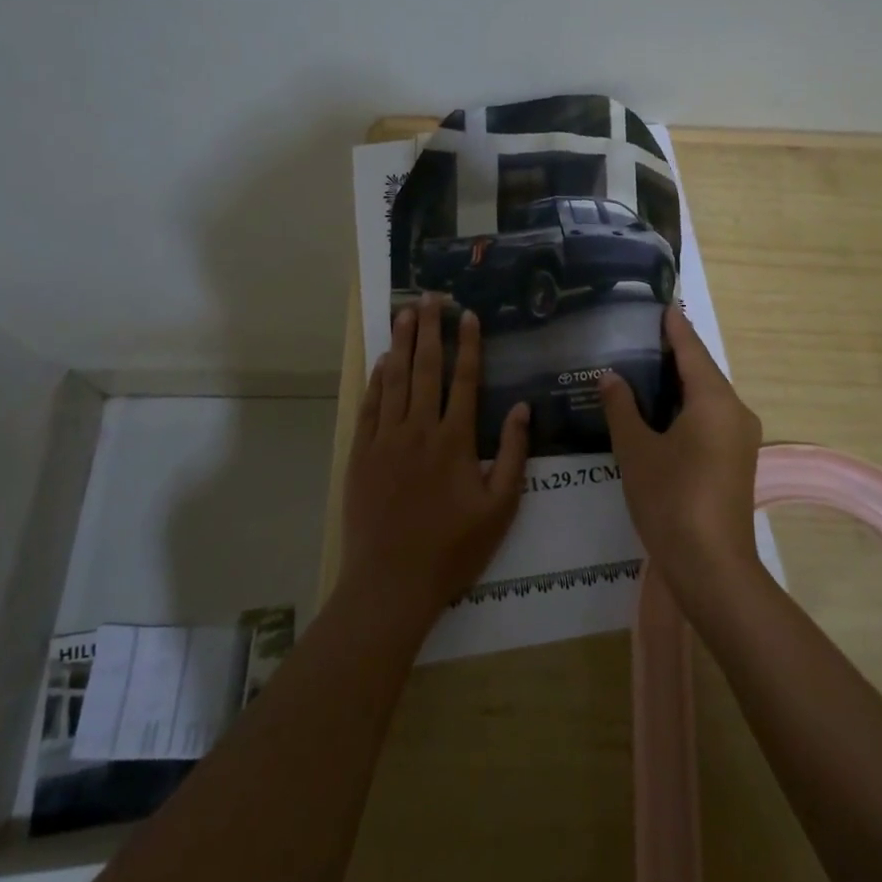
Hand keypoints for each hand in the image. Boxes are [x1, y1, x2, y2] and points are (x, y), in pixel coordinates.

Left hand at [340, 296, 530, 622]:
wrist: (391, 582)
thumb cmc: (453, 549)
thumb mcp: (499, 508)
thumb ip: (511, 454)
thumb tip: (521, 409)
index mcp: (455, 441)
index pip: (464, 380)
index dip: (468, 344)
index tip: (468, 315)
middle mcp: (419, 430)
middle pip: (426, 369)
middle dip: (430, 330)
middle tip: (430, 298)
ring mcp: (385, 440)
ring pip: (395, 380)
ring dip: (401, 344)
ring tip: (405, 313)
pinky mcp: (361, 455)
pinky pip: (369, 407)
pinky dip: (376, 381)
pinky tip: (382, 361)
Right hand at [599, 305, 762, 593]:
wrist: (712, 567)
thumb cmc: (671, 500)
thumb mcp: (636, 450)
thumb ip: (622, 408)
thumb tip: (611, 377)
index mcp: (714, 400)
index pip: (691, 349)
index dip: (673, 326)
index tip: (659, 302)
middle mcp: (735, 411)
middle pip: (702, 371)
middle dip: (673, 353)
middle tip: (637, 334)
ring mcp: (740, 438)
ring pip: (706, 397)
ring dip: (678, 383)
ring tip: (642, 367)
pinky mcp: (736, 460)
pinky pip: (709, 419)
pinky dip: (685, 407)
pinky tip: (658, 411)